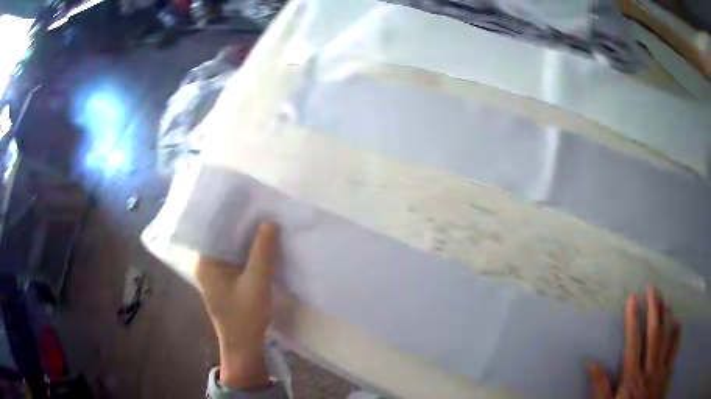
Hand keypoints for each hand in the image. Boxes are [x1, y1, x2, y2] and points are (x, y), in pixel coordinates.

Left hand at [195, 222, 278, 388]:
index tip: (247, 199)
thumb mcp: (257, 283)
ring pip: (230, 247)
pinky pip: (236, 259)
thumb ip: (263, 252)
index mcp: (206, 263)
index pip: (213, 229)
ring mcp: (216, 273)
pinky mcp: (226, 281)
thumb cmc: (246, 316)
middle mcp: (207, 264)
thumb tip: (269, 222)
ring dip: (245, 238)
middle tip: (260, 206)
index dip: (229, 214)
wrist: (244, 346)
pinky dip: (248, 251)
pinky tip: (262, 243)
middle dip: (241, 224)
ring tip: (263, 220)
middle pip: (222, 236)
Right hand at [588, 287, 681, 398]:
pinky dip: (677, 334)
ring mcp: (661, 368)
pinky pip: (675, 349)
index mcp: (632, 377)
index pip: (633, 343)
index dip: (633, 320)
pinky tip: (678, 322)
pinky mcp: (668, 371)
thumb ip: (600, 387)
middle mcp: (649, 368)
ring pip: (667, 337)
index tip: (633, 299)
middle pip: (654, 334)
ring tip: (665, 300)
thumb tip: (591, 362)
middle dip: (654, 309)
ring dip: (667, 317)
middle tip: (653, 288)